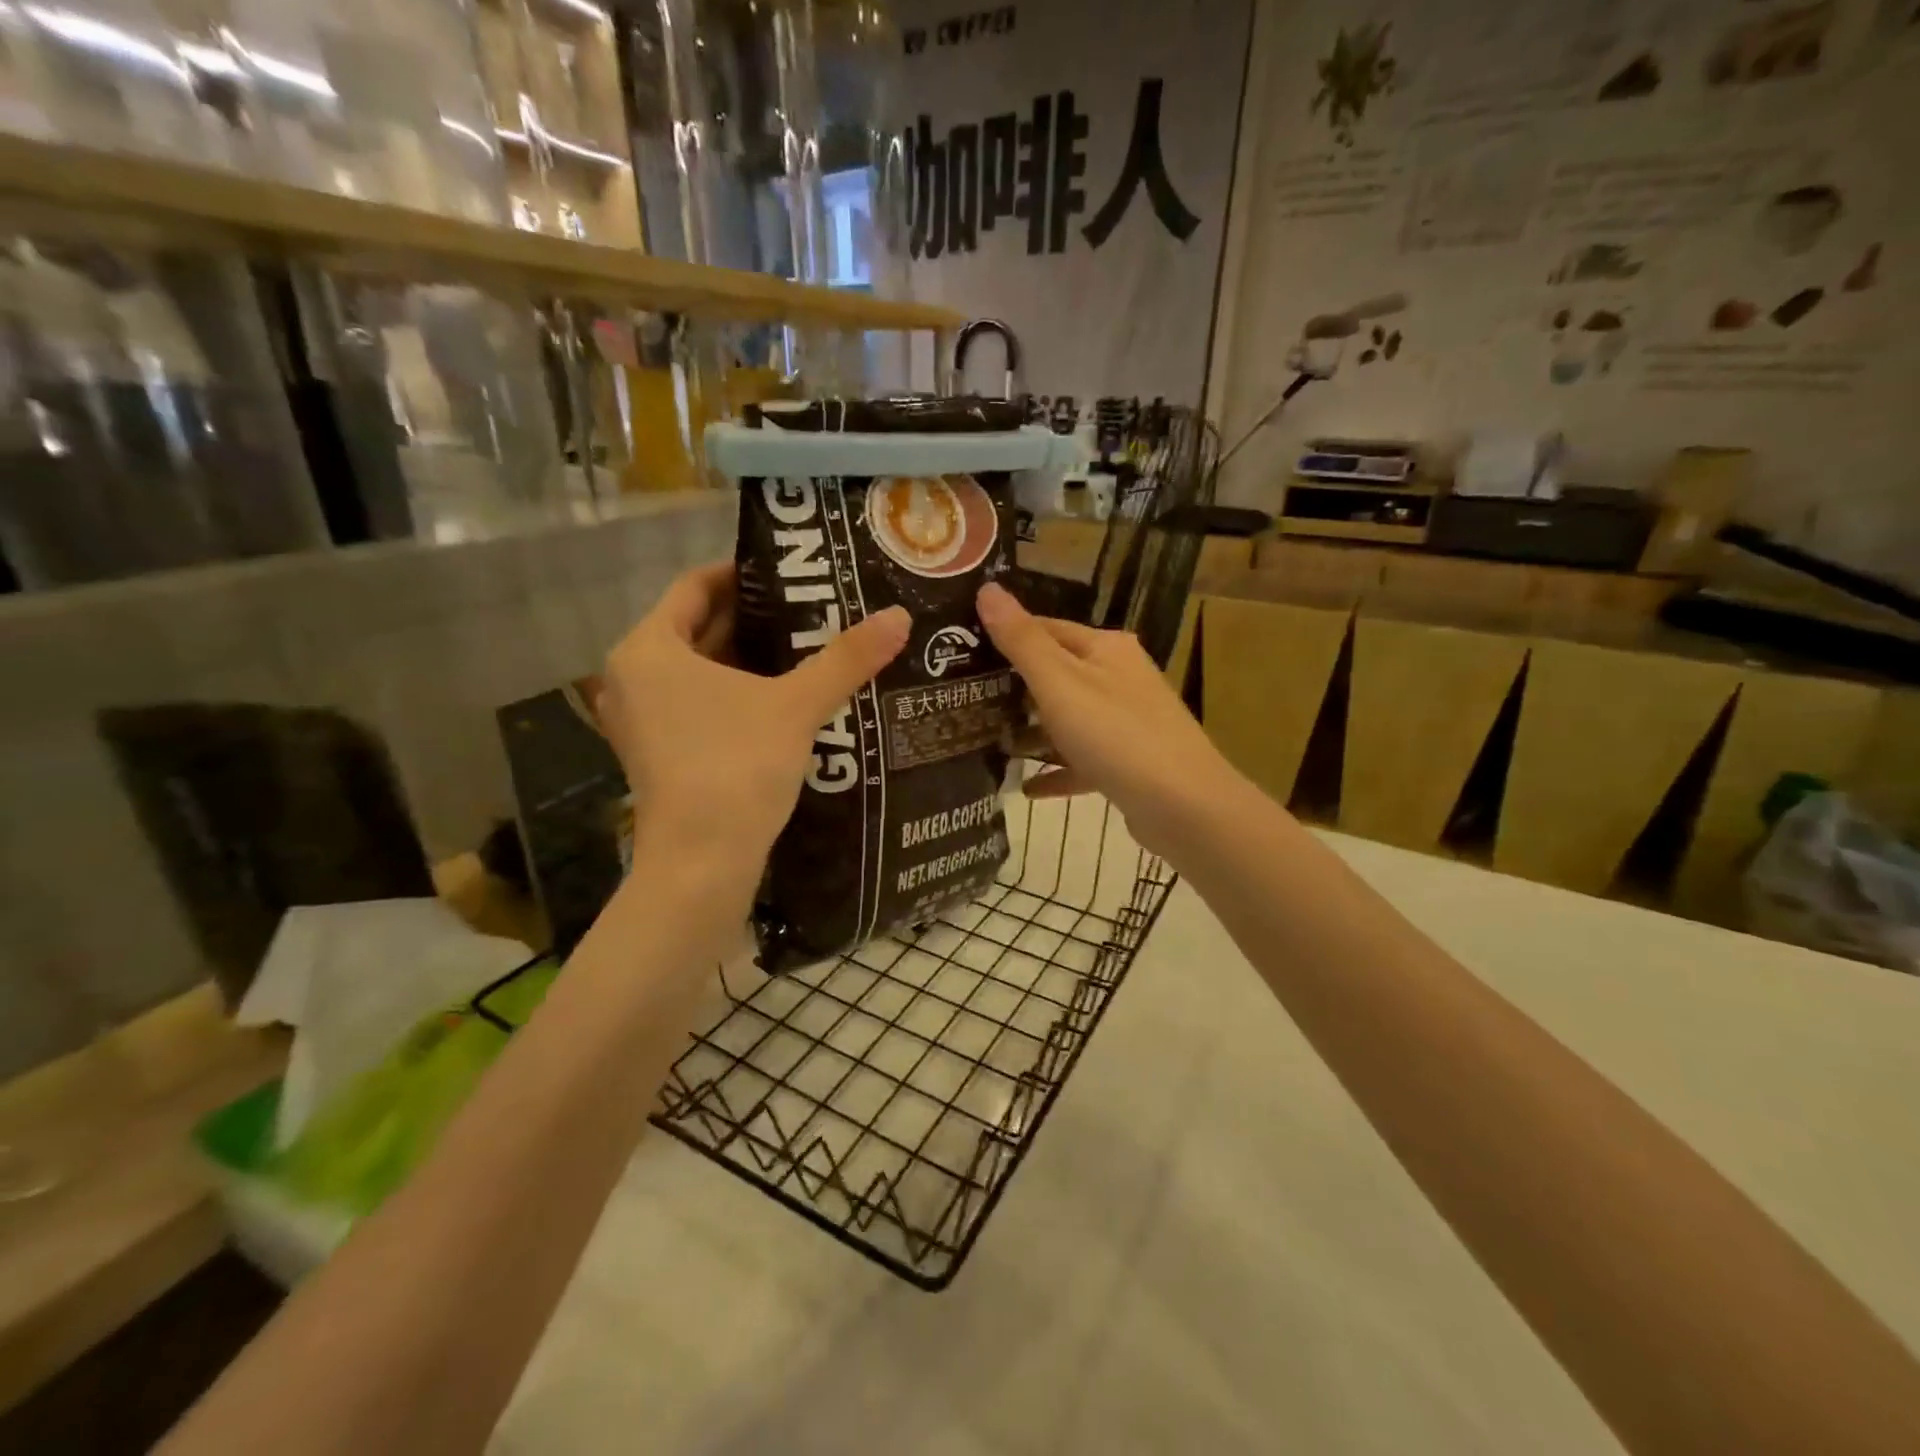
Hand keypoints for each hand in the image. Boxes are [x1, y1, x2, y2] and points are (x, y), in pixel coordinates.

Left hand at [598, 562, 909, 889]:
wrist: (701, 864)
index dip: (744, 574)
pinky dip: (735, 693)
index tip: (791, 572)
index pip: (695, 587)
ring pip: (699, 670)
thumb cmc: (736, 768)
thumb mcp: (796, 706)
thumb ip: (846, 659)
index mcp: (648, 649)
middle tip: (812, 608)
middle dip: (754, 619)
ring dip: (748, 658)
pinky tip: (782, 698)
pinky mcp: (658, 753)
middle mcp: (632, 677)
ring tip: (807, 647)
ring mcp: (641, 719)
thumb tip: (899, 616)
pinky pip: (697, 703)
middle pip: (698, 628)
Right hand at [976, 581, 1240, 859]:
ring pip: (1069, 720)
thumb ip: (1021, 640)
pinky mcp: (1129, 763)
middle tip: (965, 700)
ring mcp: (1127, 722)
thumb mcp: (1059, 683)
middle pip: (1057, 675)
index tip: (962, 652)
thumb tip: (987, 588)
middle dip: (1014, 688)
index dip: (1006, 637)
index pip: (1046, 629)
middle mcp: (1120, 677)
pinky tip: (1026, 788)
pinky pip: (1083, 761)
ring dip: (1033, 732)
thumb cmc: (1116, 734)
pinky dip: (1056, 770)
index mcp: (1106, 648)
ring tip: (988, 744)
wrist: (1183, 806)